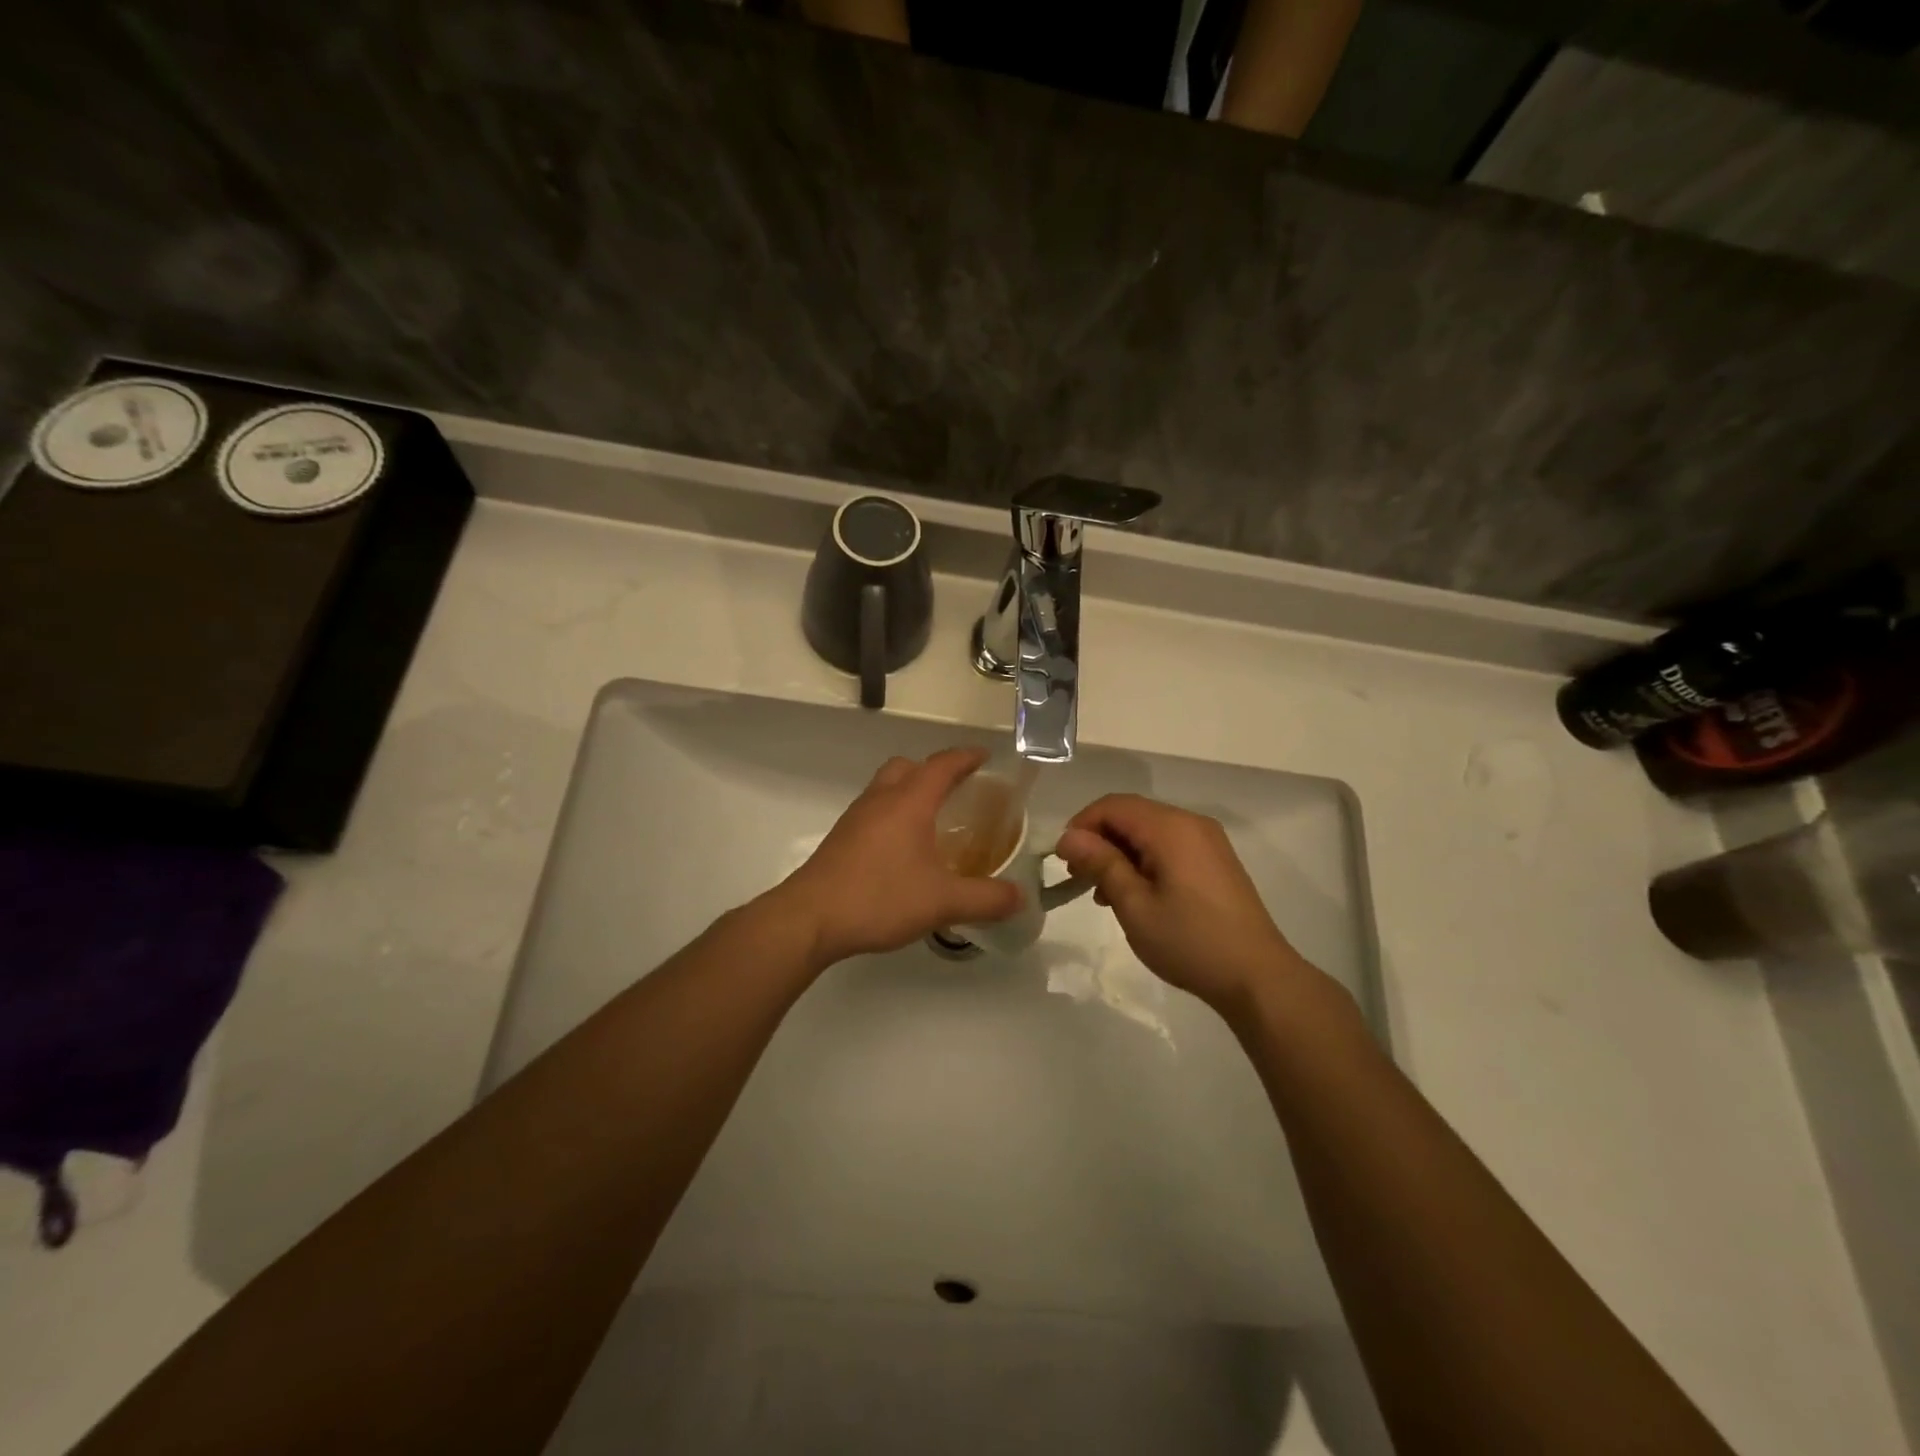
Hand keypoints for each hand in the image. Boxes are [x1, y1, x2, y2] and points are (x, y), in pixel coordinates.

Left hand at [779, 748, 1022, 964]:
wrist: (810, 918)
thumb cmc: (879, 898)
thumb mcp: (943, 902)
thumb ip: (986, 899)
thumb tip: (1020, 898)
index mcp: (909, 802)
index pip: (943, 765)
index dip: (967, 757)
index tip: (986, 758)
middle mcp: (881, 800)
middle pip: (908, 766)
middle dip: (935, 770)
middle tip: (959, 791)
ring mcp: (856, 818)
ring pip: (887, 786)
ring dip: (911, 791)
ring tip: (934, 820)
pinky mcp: (842, 838)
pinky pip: (874, 810)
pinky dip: (893, 814)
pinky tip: (904, 850)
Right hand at [1056, 794, 1313, 1017]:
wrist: (1257, 976)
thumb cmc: (1189, 941)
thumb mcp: (1135, 905)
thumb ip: (1101, 864)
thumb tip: (1069, 837)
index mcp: (1170, 828)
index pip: (1112, 806)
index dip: (1081, 825)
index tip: (1062, 860)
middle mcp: (1190, 823)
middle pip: (1131, 814)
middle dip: (1099, 839)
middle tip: (1078, 876)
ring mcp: (1207, 841)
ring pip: (1148, 830)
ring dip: (1119, 852)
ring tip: (1101, 892)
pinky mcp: (1215, 861)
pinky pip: (1168, 845)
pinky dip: (1143, 860)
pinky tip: (1133, 894)